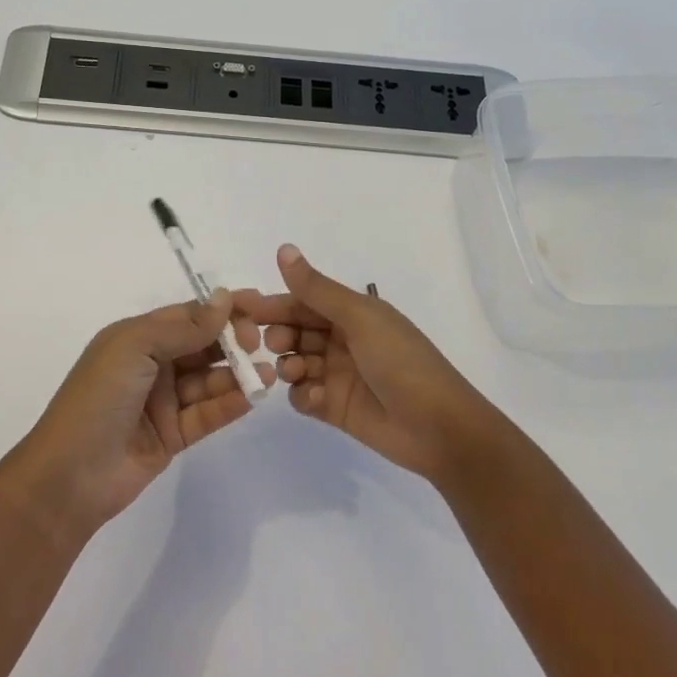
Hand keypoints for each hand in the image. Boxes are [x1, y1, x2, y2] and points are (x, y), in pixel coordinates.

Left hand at [16, 292, 271, 526]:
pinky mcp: (173, 435)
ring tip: (266, 372)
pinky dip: (230, 403)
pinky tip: (253, 396)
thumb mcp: (135, 347)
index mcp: (136, 338)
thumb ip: (183, 327)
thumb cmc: (98, 397)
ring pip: (208, 380)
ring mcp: (162, 402)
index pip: (187, 316)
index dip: (220, 310)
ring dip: (237, 373)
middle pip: (201, 345)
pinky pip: (208, 413)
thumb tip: (224, 299)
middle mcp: (151, 365)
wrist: (70, 474)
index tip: (257, 305)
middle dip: (232, 340)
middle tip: (259, 342)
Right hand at [235, 245, 499, 481]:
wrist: (439, 428)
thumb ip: (316, 289)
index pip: (301, 301)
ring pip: (294, 363)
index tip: (237, 308)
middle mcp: (341, 340)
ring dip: (287, 366)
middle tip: (267, 344)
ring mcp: (337, 375)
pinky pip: (303, 396)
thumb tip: (283, 248)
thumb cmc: (401, 362)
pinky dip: (303, 395)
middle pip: (293, 331)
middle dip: (276, 335)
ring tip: (296, 373)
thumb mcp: (360, 318)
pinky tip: (315, 399)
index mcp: (351, 313)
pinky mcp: (334, 408)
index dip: (271, 303)